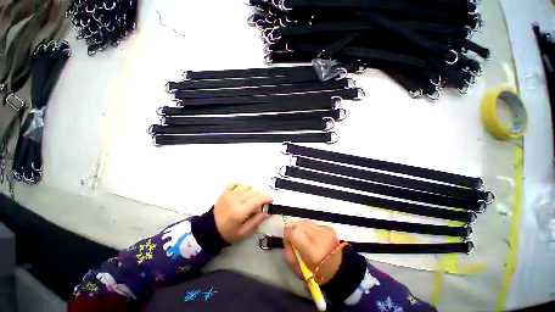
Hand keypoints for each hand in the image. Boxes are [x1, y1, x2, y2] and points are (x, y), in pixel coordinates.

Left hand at [214, 183, 271, 243]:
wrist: (210, 229)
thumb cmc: (228, 232)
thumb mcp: (244, 232)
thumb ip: (256, 221)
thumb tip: (267, 211)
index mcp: (240, 212)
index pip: (258, 199)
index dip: (267, 198)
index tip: (270, 200)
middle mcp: (235, 200)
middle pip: (254, 191)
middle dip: (260, 196)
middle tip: (259, 203)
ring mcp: (229, 194)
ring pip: (246, 186)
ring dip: (251, 191)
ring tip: (250, 198)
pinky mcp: (225, 192)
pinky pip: (236, 183)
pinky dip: (241, 186)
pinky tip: (242, 193)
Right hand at [283, 221, 341, 284]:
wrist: (338, 269)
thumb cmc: (315, 272)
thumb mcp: (297, 268)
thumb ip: (288, 251)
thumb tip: (285, 237)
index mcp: (310, 250)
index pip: (293, 232)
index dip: (287, 233)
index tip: (288, 237)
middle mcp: (318, 237)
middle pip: (299, 225)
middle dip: (295, 230)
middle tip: (297, 238)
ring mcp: (325, 231)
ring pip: (306, 222)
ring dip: (303, 228)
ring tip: (306, 237)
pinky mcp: (329, 228)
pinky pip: (315, 224)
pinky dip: (312, 228)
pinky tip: (315, 237)